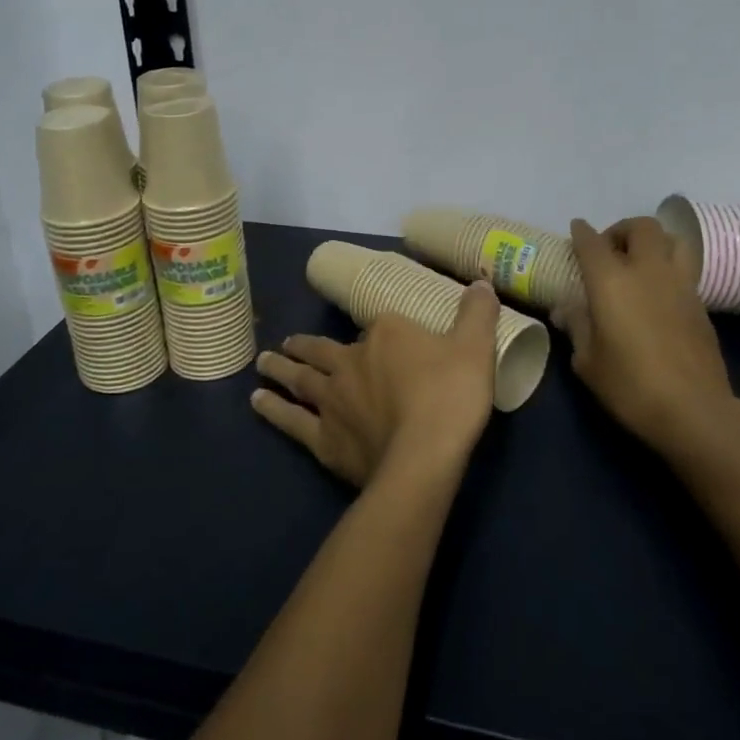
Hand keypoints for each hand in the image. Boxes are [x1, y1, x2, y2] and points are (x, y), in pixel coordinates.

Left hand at [253, 280, 500, 487]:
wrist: (424, 456)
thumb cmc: (450, 397)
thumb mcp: (475, 348)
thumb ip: (477, 314)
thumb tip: (481, 283)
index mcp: (386, 334)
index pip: (378, 326)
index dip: (378, 333)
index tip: (378, 338)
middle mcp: (351, 361)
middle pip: (323, 349)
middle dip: (304, 345)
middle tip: (285, 343)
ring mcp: (332, 400)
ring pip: (301, 379)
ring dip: (281, 369)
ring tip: (264, 362)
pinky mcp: (324, 438)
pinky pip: (292, 421)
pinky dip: (274, 410)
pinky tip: (258, 403)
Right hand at [559, 217, 739, 461]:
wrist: (694, 409)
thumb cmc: (630, 385)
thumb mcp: (588, 361)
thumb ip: (576, 327)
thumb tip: (565, 309)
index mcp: (611, 280)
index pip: (592, 242)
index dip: (581, 232)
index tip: (576, 229)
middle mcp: (647, 271)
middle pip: (641, 227)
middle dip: (622, 230)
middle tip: (610, 250)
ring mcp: (680, 283)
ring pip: (672, 239)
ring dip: (654, 241)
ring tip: (641, 261)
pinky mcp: (700, 301)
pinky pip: (684, 266)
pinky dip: (669, 266)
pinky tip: (658, 290)